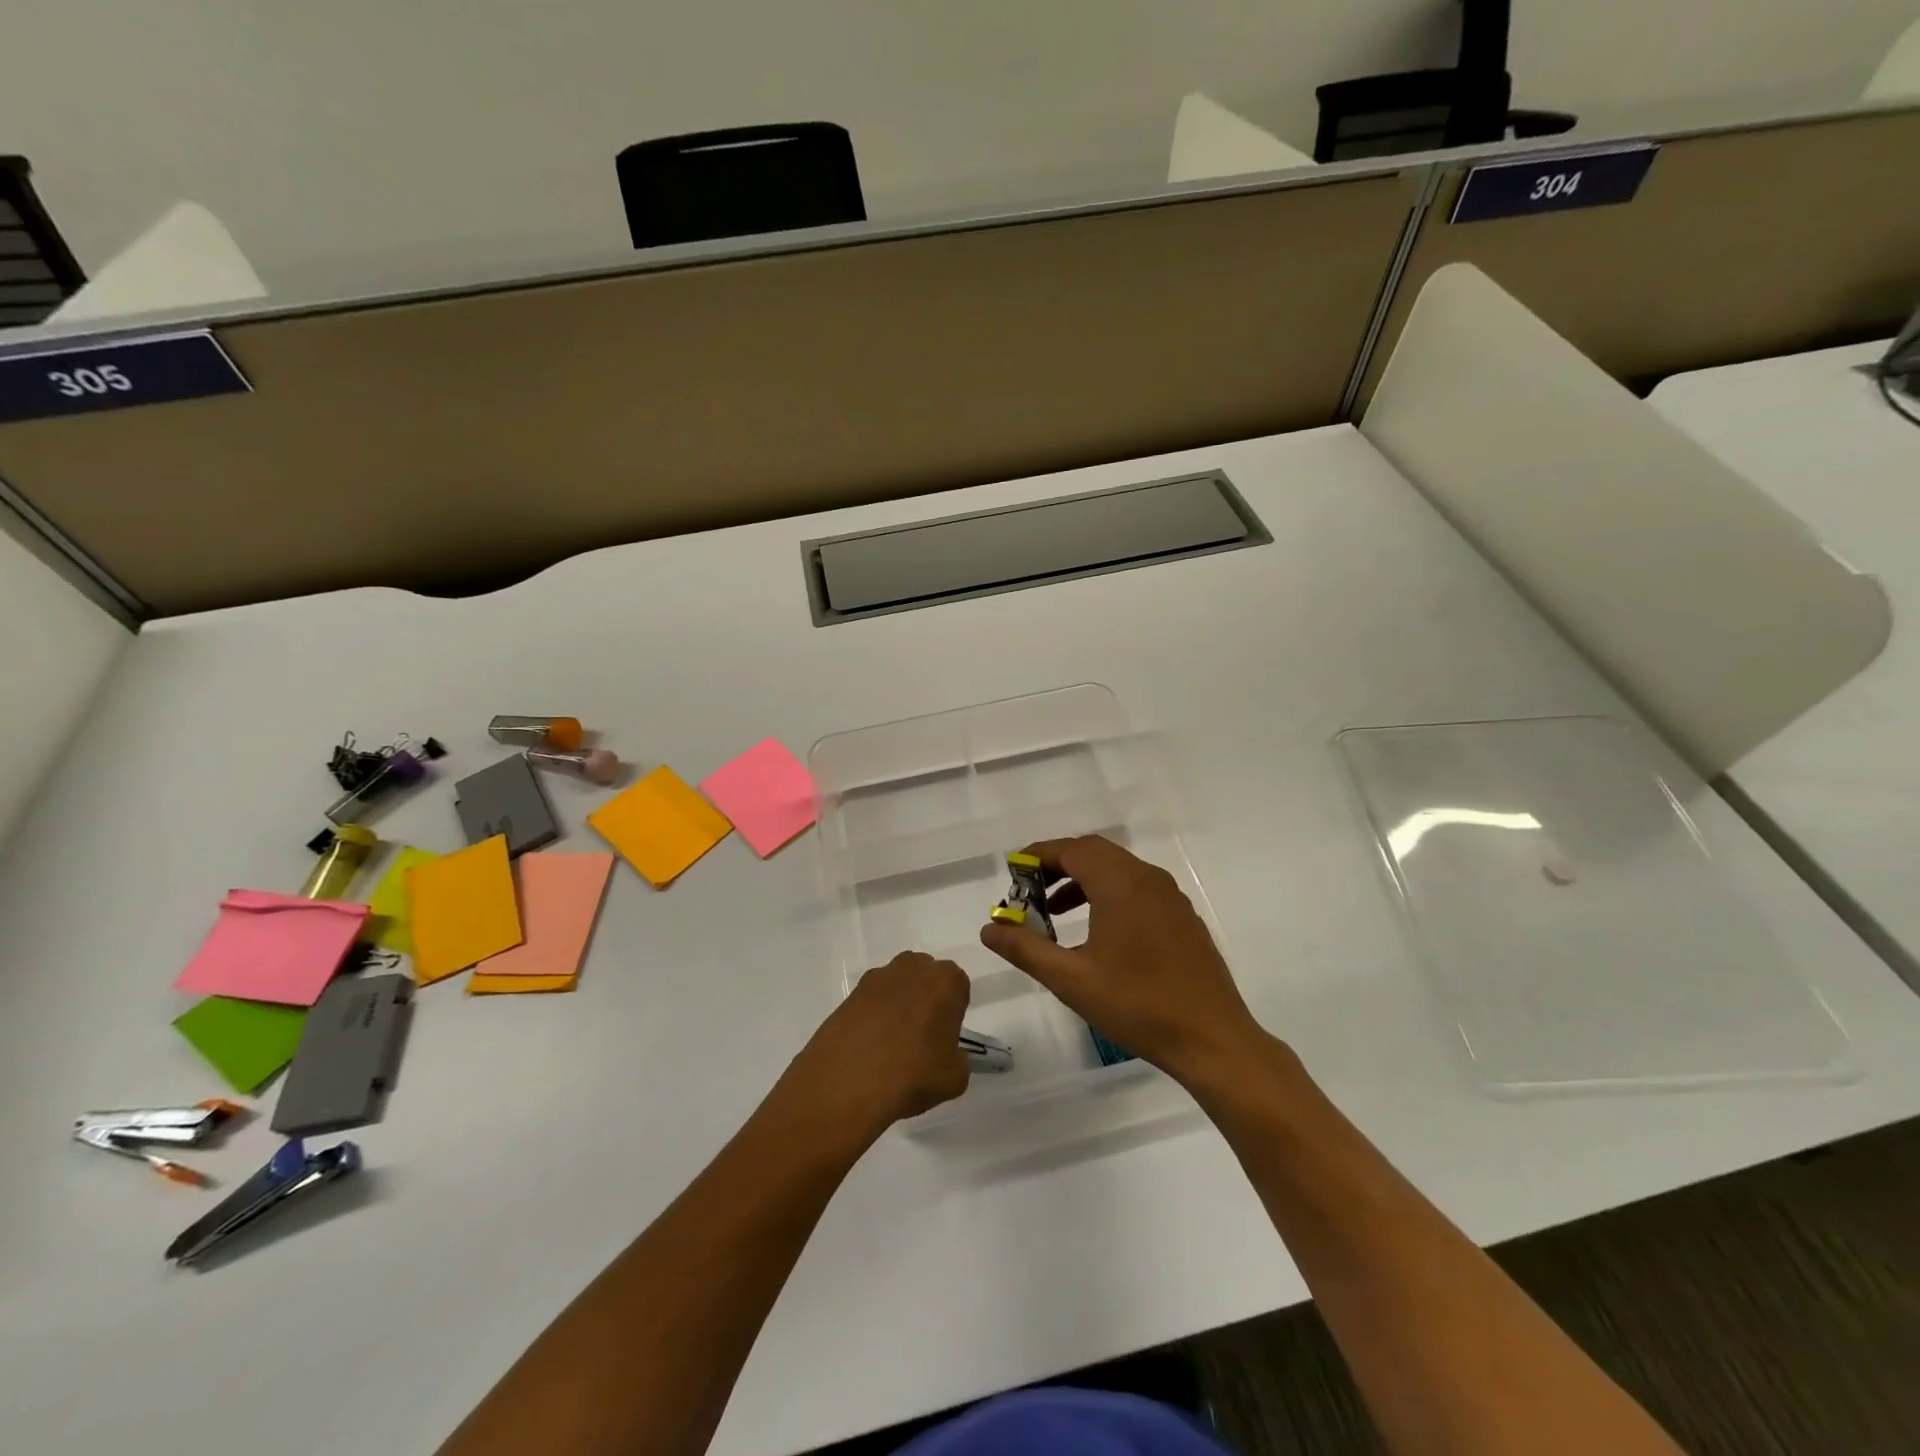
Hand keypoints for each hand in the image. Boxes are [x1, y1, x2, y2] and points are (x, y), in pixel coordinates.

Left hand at [780, 952, 971, 1142]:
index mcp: (946, 980)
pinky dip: (873, 1017)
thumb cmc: (913, 1073)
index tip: (945, 1037)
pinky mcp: (851, 992)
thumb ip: (958, 1058)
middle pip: (926, 979)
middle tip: (921, 1038)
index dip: (953, 1012)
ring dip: (898, 1006)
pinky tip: (869, 1048)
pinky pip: (872, 1001)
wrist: (848, 1081)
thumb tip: (946, 1054)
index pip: (958, 988)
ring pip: (897, 987)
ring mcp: (878, 977)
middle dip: (926, 1000)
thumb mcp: (955, 1077)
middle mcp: (913, 967)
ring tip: (891, 1046)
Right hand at [979, 835, 1264, 1087]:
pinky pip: (1137, 888)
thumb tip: (989, 928)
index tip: (1013, 870)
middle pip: (1095, 853)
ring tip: (1054, 914)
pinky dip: (1108, 893)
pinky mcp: (1182, 917)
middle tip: (1029, 891)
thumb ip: (1025, 949)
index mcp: (1121, 884)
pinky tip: (1096, 931)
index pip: (1072, 849)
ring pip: (1117, 870)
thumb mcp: (1071, 980)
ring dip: (1082, 880)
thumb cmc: (1137, 1006)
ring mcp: (1170, 897)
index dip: (1039, 855)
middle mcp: (1147, 879)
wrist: (1212, 1040)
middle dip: (1058, 865)